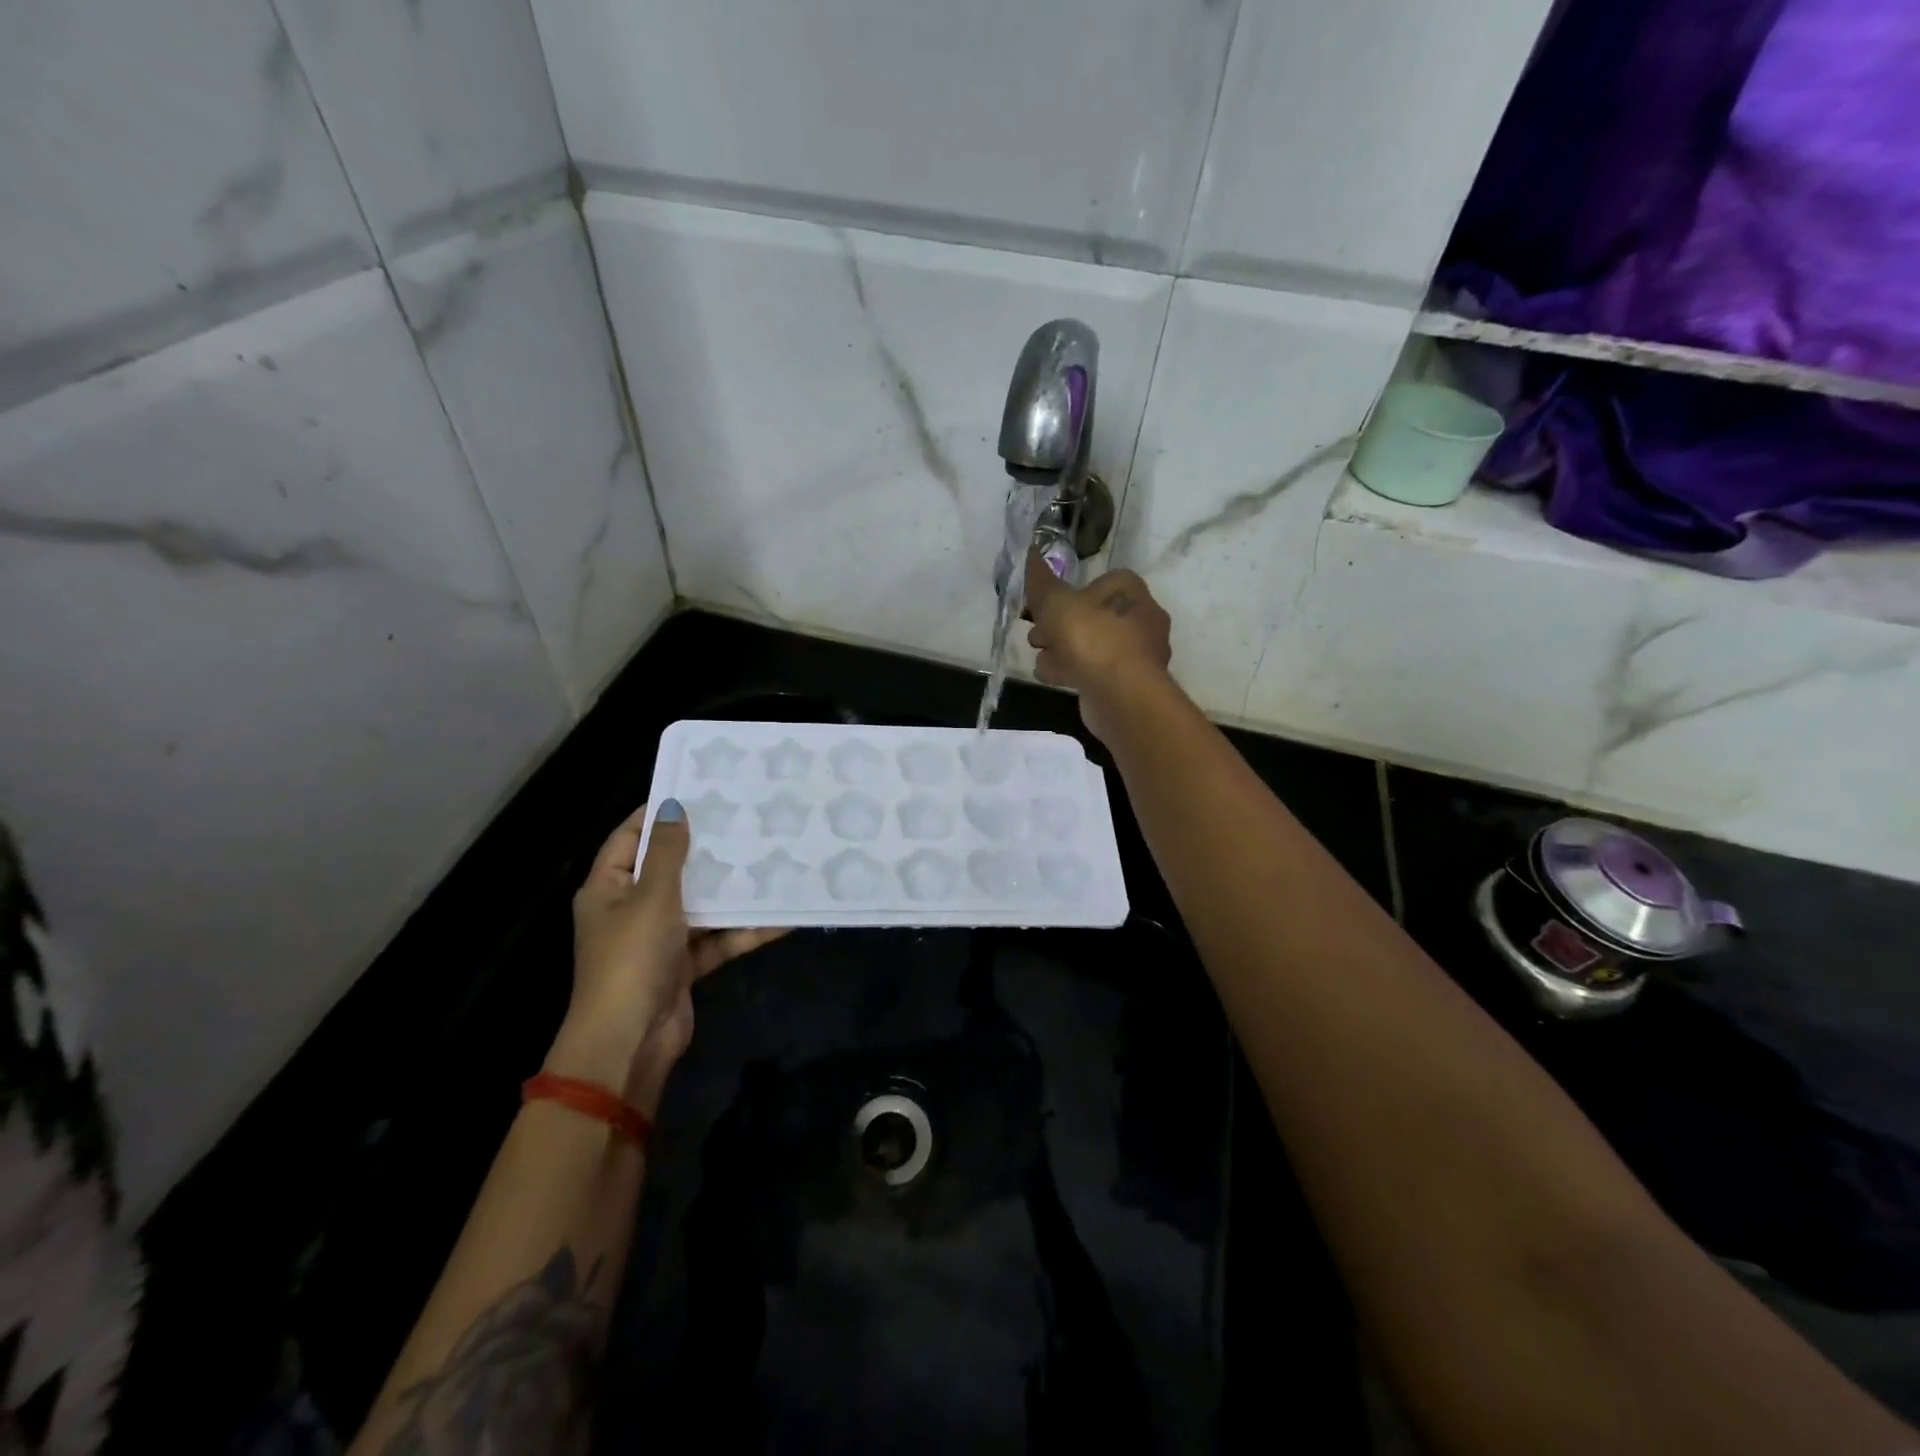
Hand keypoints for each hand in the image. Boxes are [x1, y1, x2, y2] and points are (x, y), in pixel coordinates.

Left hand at [549, 800, 783, 1109]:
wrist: (630, 1041)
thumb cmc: (632, 958)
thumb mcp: (651, 897)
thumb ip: (667, 853)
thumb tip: (674, 806)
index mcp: (608, 889)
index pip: (629, 838)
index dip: (659, 814)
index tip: (699, 791)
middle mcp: (631, 910)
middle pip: (670, 869)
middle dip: (706, 850)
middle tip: (745, 820)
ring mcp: (659, 939)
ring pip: (700, 904)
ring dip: (731, 890)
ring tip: (770, 859)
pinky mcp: (684, 965)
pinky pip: (717, 938)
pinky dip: (743, 930)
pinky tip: (780, 916)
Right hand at [1025, 549, 1172, 742]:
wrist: (1120, 694)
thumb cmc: (1091, 639)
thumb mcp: (1057, 604)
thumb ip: (1042, 581)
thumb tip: (1032, 550)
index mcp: (1130, 591)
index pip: (1099, 583)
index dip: (1070, 594)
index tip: (1047, 608)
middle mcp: (1141, 618)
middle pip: (1092, 617)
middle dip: (1060, 627)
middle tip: (1039, 637)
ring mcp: (1139, 654)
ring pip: (1093, 646)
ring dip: (1064, 652)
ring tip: (1043, 661)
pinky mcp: (1130, 684)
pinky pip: (1097, 671)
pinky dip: (1075, 673)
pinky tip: (1056, 679)